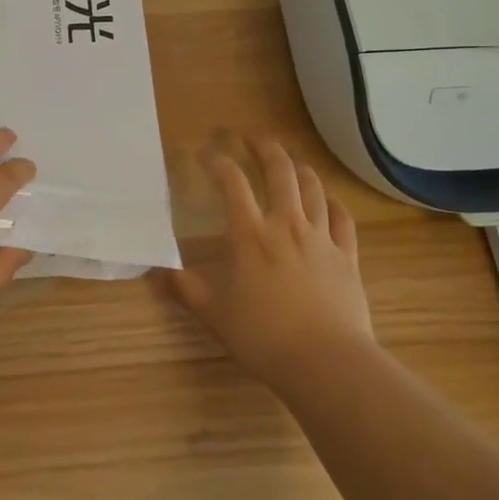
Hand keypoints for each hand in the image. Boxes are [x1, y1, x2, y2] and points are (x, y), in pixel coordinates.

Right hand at [158, 140, 373, 390]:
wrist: (326, 362)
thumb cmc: (262, 335)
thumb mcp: (213, 313)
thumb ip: (183, 288)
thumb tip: (152, 271)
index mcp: (249, 233)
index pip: (231, 182)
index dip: (217, 161)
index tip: (205, 154)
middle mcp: (286, 224)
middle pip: (279, 171)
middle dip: (264, 147)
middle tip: (252, 137)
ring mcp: (320, 237)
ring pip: (313, 188)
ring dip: (299, 168)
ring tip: (290, 161)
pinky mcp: (346, 256)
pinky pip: (342, 218)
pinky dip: (333, 202)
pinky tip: (328, 200)